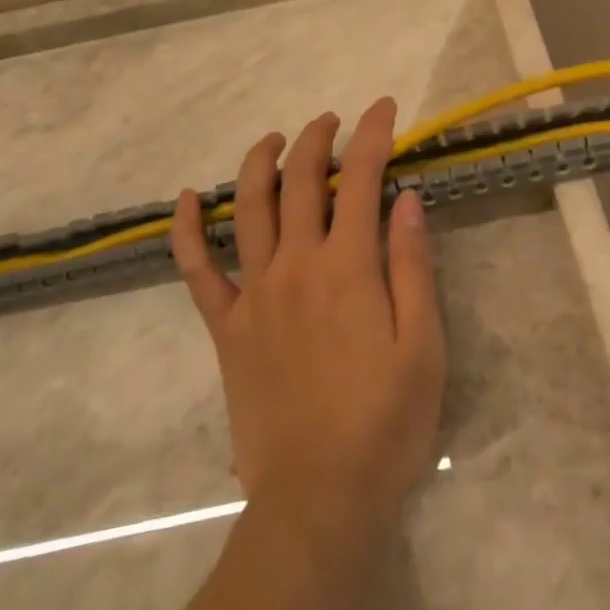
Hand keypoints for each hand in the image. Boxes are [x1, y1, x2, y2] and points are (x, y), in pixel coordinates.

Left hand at [170, 98, 446, 547]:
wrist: (319, 501)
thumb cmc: (385, 424)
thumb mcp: (423, 346)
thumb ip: (413, 266)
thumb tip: (406, 198)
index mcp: (348, 267)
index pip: (361, 178)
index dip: (373, 134)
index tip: (383, 108)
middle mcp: (296, 265)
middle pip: (301, 179)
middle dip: (317, 138)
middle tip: (332, 121)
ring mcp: (255, 293)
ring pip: (249, 207)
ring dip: (260, 162)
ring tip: (275, 140)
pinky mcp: (226, 327)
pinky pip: (198, 270)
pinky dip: (188, 230)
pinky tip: (186, 199)